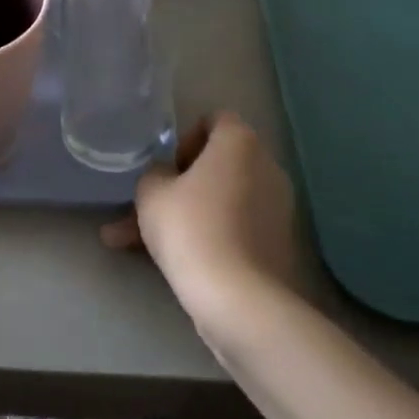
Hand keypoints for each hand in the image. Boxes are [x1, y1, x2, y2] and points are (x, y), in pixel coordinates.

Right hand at [103, 112, 300, 327]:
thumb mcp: (151, 192)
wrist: (236, 298)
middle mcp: (267, 166)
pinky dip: (208, 236)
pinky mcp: (279, 243)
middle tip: (151, 205)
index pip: (215, 120)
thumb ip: (155, 173)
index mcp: (240, 142)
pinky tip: (173, 261)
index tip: (167, 168)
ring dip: (188, 213)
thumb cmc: (190, 228)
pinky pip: (235, 227)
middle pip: (220, 163)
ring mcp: (278, 207)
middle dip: (183, 182)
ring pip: (222, 200)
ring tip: (139, 242)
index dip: (186, 139)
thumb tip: (167, 178)